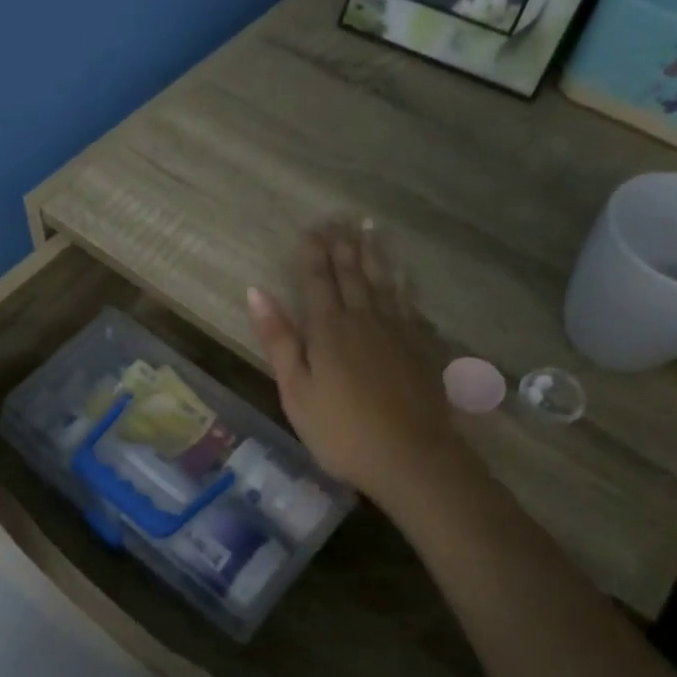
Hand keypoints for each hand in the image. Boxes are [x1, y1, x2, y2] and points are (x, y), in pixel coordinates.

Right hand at [248, 222, 470, 508]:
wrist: (412, 457)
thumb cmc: (341, 430)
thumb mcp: (295, 390)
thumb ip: (278, 339)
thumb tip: (256, 291)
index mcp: (328, 329)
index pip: (318, 280)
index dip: (313, 253)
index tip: (311, 229)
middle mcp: (364, 319)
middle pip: (352, 274)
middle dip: (343, 245)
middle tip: (340, 219)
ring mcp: (397, 331)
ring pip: (383, 282)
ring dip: (374, 255)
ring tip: (370, 229)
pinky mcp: (421, 347)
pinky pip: (410, 304)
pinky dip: (403, 285)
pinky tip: (403, 277)